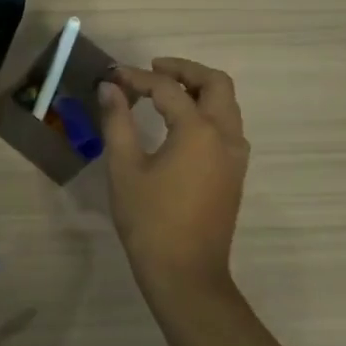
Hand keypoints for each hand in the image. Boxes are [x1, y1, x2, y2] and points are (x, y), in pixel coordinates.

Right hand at [96, 57, 249, 302]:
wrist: (186, 274)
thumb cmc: (150, 220)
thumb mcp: (124, 168)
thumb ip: (118, 121)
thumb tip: (109, 88)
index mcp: (199, 130)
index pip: (168, 88)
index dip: (137, 77)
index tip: (112, 77)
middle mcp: (226, 136)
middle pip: (216, 84)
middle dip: (184, 70)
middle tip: (152, 71)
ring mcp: (236, 156)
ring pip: (226, 105)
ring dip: (198, 90)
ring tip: (162, 94)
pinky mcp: (235, 173)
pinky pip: (227, 126)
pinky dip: (206, 112)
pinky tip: (178, 125)